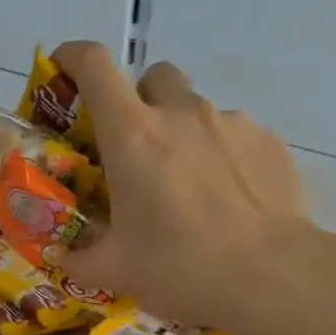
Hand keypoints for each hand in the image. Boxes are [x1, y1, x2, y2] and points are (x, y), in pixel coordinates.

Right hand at [50, 41, 311, 330]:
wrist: (272, 277)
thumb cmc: (180, 267)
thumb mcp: (115, 270)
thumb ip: (79, 258)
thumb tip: (63, 257)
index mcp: (132, 135)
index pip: (94, 65)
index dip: (73, 57)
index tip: (64, 71)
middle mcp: (180, 113)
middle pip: (152, 77)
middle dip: (139, 101)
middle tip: (137, 149)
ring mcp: (230, 122)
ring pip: (196, 109)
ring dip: (183, 132)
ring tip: (189, 185)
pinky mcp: (268, 140)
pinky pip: (234, 134)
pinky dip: (221, 154)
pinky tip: (228, 198)